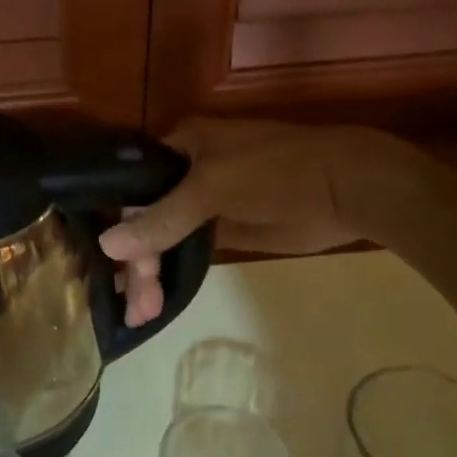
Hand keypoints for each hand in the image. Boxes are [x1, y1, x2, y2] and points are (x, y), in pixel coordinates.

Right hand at [100, 118, 409, 325]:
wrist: (348, 188)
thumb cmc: (276, 172)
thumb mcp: (211, 187)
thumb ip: (161, 218)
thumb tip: (107, 246)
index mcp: (181, 145)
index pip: (132, 184)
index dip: (118, 222)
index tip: (109, 264)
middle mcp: (186, 171)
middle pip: (146, 216)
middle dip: (138, 260)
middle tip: (136, 305)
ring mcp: (206, 202)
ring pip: (164, 236)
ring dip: (150, 271)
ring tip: (143, 312)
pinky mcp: (226, 228)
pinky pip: (189, 248)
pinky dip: (173, 271)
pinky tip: (156, 298)